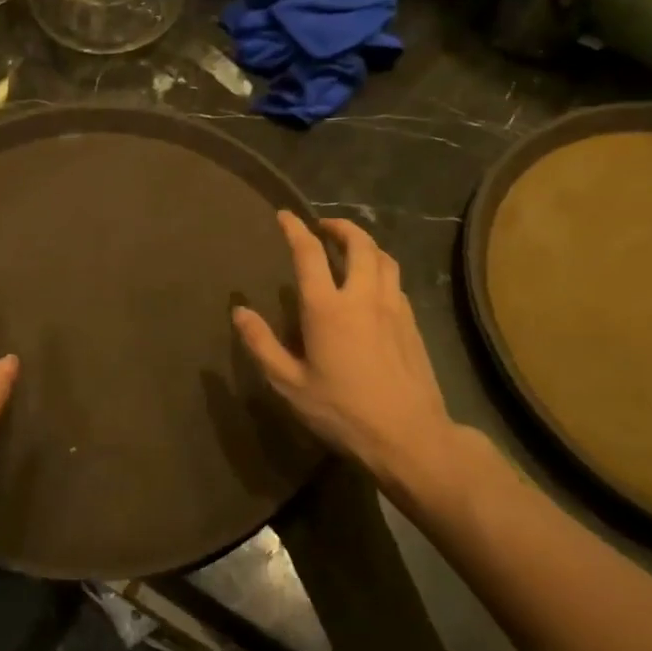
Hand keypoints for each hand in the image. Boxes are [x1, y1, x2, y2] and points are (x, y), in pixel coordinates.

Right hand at [233, 211, 456, 483]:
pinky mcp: (412, 322)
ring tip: (351, 248)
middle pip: (359, 243)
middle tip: (324, 226)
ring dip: (366, 244)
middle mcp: (363, 296)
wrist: (409, 435)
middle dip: (340, 227)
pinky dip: (381, 269)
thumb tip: (239, 311)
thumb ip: (262, 344)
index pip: (309, 253)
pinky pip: (395, 281)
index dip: (295, 229)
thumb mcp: (290, 384)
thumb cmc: (342, 411)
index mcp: (327, 308)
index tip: (285, 215)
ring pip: (384, 258)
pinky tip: (373, 286)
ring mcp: (393, 307)